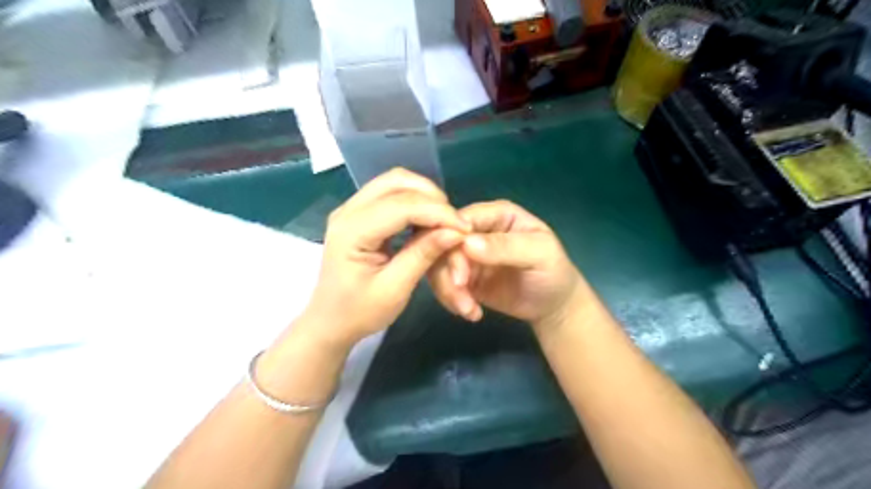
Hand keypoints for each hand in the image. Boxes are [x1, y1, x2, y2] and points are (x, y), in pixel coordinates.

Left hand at [302, 169, 475, 346]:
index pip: (401, 206)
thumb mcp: (394, 289)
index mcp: (352, 231)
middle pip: (396, 181)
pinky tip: (426, 220)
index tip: (465, 228)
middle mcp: (348, 211)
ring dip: (423, 195)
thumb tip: (455, 232)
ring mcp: (351, 209)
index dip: (437, 212)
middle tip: (453, 222)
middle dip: (431, 196)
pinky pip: (390, 193)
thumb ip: (423, 255)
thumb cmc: (359, 312)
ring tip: (443, 221)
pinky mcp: (359, 213)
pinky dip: (414, 201)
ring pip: (394, 182)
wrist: (329, 321)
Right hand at [428, 200, 584, 329]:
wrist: (553, 305)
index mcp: (497, 215)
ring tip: (469, 311)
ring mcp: (467, 254)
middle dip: (449, 272)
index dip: (452, 241)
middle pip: (443, 243)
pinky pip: (444, 283)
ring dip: (448, 290)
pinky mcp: (463, 276)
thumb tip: (467, 244)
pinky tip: (471, 313)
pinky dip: (451, 300)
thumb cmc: (553, 272)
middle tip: (463, 298)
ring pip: (438, 264)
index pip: (461, 219)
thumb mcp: (539, 254)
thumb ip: (506, 247)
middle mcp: (477, 230)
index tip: (459, 272)